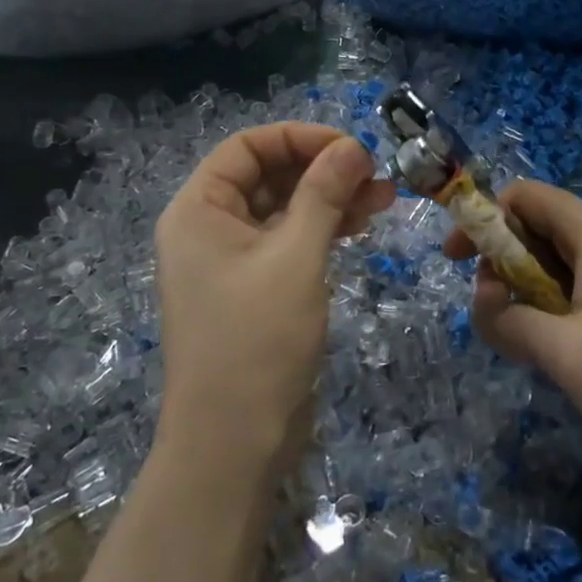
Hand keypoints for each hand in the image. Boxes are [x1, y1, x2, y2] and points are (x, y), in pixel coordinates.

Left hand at [155, 124, 396, 475]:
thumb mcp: (296, 257)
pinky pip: (287, 241)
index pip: (247, 147)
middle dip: (322, 170)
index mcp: (198, 209)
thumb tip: (352, 146)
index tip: (351, 148)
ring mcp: (230, 260)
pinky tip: (358, 227)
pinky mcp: (253, 288)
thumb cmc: (257, 340)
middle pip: (267, 175)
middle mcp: (208, 227)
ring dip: (329, 199)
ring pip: (283, 209)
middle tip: (376, 176)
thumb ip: (323, 194)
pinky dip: (321, 230)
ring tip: (382, 199)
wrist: (234, 443)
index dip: (299, 138)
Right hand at [445, 181, 581, 495]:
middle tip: (491, 309)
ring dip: (528, 288)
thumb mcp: (564, 354)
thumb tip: (481, 303)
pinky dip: (555, 306)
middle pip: (542, 227)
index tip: (458, 260)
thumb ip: (509, 321)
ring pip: (561, 262)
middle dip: (504, 259)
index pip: (527, 197)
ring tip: (522, 336)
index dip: (485, 218)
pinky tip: (557, 348)